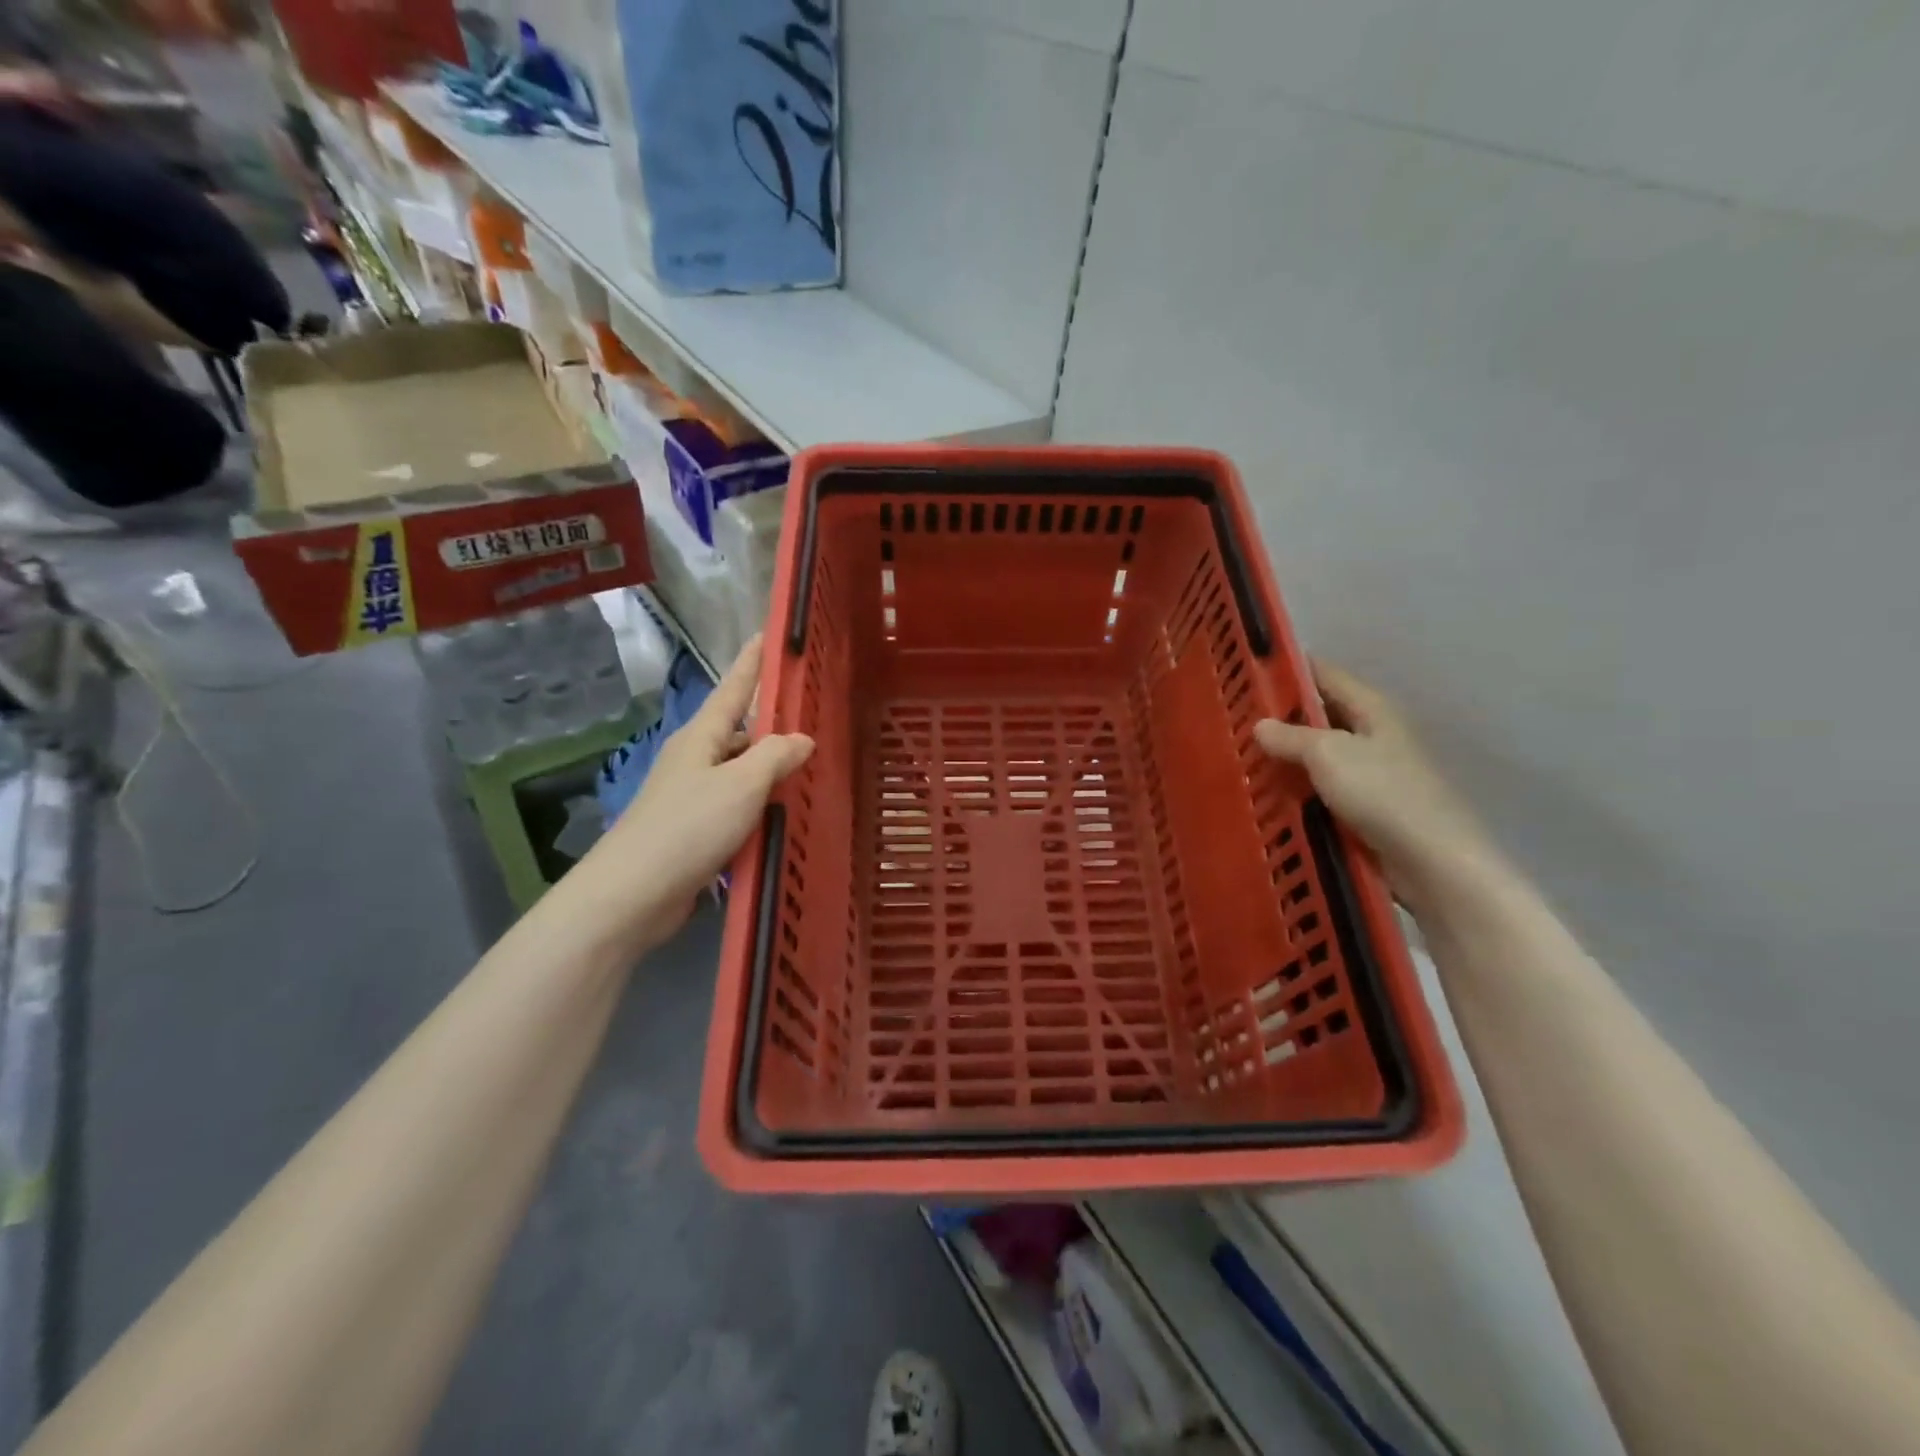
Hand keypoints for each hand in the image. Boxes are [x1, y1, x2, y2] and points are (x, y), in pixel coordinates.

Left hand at [586, 636, 812, 950]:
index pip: (733, 688)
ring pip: (740, 771)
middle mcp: (695, 759)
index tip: (766, 636)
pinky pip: (737, 806)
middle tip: (812, 717)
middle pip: (739, 731)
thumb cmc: (688, 827)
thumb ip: (775, 756)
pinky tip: (784, 815)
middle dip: (772, 723)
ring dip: (769, 769)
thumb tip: (801, 739)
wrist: (633, 894)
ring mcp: (692, 796)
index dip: (751, 662)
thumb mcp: (741, 784)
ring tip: (809, 768)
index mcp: (701, 737)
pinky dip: (760, 805)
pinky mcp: (694, 830)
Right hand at [1255, 661, 1494, 901]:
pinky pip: (1321, 790)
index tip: (1248, 669)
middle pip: (1320, 716)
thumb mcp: (1328, 754)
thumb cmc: (1383, 794)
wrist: (1432, 862)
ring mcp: (1370, 774)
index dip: (1289, 668)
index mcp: (1372, 710)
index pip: (1325, 675)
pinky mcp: (1365, 809)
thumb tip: (1260, 725)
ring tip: (1239, 757)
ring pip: (1317, 756)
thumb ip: (1291, 736)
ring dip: (1285, 758)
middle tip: (1232, 719)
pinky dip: (1296, 790)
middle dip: (1280, 717)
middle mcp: (1373, 735)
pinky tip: (1265, 795)